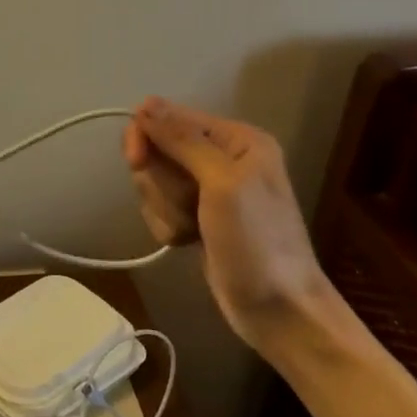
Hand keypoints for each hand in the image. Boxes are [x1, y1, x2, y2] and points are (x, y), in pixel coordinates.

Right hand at [123, 97, 326, 344]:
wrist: (279, 313)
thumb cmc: (256, 244)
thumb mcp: (223, 184)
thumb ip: (183, 140)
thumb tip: (145, 103)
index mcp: (236, 139)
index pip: (169, 117)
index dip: (146, 136)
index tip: (137, 162)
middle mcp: (223, 156)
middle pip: (158, 149)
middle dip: (159, 182)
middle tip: (184, 207)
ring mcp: (208, 189)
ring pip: (155, 180)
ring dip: (163, 208)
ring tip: (190, 230)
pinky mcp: (197, 216)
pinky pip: (161, 206)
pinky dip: (166, 224)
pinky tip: (186, 242)